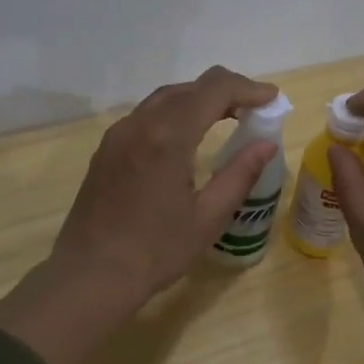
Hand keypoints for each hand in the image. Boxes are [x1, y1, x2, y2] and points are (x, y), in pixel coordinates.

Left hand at [53, 64, 279, 301]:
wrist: (91, 275)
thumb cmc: (155, 251)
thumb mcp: (208, 217)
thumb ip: (240, 174)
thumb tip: (266, 145)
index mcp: (168, 137)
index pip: (215, 91)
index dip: (248, 88)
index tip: (272, 98)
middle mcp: (140, 124)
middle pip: (190, 88)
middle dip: (226, 91)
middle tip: (255, 110)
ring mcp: (119, 134)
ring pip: (165, 98)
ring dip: (200, 99)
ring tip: (229, 117)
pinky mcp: (107, 149)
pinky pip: (147, 115)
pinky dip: (176, 113)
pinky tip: (189, 135)